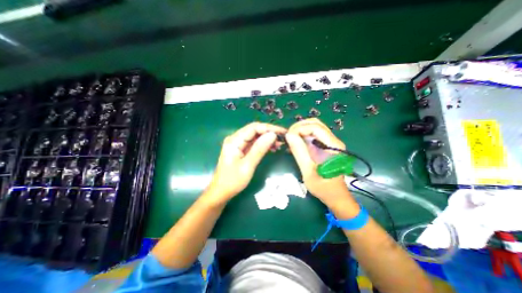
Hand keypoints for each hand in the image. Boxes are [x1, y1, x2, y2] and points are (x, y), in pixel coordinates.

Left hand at [206, 122, 284, 203]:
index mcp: (234, 140)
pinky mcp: (241, 150)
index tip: (282, 132)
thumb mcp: (248, 165)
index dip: (269, 128)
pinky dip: (263, 145)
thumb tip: (272, 135)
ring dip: (267, 139)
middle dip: (269, 133)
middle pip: (255, 130)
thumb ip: (259, 149)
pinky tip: (272, 148)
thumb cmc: (232, 181)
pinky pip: (254, 144)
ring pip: (255, 137)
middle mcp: (236, 139)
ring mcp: (238, 144)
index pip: (254, 128)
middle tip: (283, 138)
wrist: (221, 192)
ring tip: (279, 144)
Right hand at [284, 118, 356, 209]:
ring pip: (314, 127)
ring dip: (301, 130)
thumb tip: (289, 135)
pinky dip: (303, 135)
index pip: (315, 127)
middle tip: (288, 136)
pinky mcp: (327, 146)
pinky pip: (314, 134)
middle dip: (299, 127)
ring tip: (291, 139)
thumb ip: (299, 152)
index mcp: (333, 146)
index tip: (288, 137)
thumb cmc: (323, 187)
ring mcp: (331, 142)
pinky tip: (296, 142)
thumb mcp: (308, 171)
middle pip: (315, 123)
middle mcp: (334, 140)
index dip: (299, 129)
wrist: (335, 196)